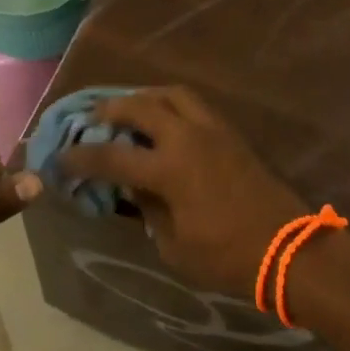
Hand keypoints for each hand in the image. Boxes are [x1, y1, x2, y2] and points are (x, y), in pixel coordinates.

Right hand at [59, 86, 305, 297]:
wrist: (288, 249)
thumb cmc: (227, 257)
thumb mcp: (174, 246)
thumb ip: (148, 210)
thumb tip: (135, 187)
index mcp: (169, 169)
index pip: (112, 157)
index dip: (82, 157)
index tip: (61, 157)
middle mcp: (187, 137)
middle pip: (140, 107)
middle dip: (110, 110)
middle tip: (93, 118)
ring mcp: (213, 129)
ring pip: (171, 93)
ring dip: (144, 97)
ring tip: (130, 109)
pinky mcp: (231, 132)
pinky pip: (194, 104)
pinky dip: (171, 103)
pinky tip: (164, 119)